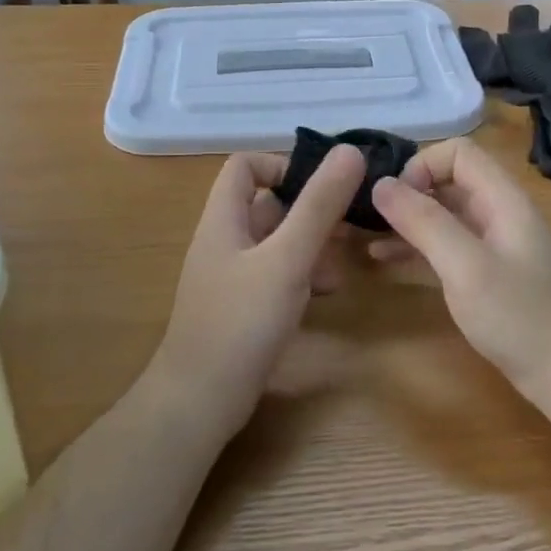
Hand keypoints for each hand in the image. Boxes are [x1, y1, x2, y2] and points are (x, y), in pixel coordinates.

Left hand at [148, 146, 365, 425]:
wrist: (200, 400)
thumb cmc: (242, 321)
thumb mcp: (287, 258)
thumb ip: (319, 205)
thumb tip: (349, 150)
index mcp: (224, 219)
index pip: (246, 165)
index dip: (283, 166)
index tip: (323, 186)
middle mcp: (225, 240)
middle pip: (269, 204)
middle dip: (311, 210)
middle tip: (350, 225)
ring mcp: (233, 276)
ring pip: (278, 242)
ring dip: (313, 245)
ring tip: (343, 264)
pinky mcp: (243, 307)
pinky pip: (277, 274)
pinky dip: (303, 275)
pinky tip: (326, 294)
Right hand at [369, 138, 550, 409]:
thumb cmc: (518, 316)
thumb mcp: (466, 267)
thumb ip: (424, 222)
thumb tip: (380, 184)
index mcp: (502, 200)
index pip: (458, 153)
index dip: (422, 166)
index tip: (395, 201)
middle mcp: (498, 213)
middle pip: (448, 182)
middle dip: (408, 193)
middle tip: (370, 220)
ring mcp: (493, 245)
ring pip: (443, 216)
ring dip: (406, 222)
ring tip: (365, 237)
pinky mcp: (486, 275)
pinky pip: (445, 247)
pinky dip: (415, 248)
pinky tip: (383, 260)